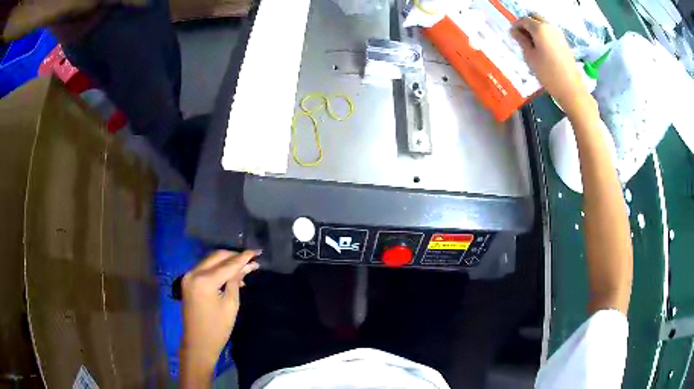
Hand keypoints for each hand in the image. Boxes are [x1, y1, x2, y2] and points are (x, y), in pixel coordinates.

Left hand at [179, 250, 259, 386]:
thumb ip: (236, 281)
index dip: (244, 257)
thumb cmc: (218, 328)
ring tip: (245, 266)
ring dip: (227, 261)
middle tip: (252, 258)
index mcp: (204, 280)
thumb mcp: (231, 304)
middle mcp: (193, 272)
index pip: (228, 264)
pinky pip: (205, 268)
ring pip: (210, 260)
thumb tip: (247, 266)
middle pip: (217, 256)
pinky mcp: (188, 281)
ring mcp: (189, 276)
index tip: (258, 251)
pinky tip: (230, 274)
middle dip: (234, 256)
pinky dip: (218, 268)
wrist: (198, 343)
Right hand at [511, 14, 588, 114]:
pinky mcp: (564, 42)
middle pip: (534, 17)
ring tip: (531, 43)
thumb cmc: (548, 73)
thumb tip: (514, 31)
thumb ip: (521, 40)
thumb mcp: (530, 57)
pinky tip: (541, 48)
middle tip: (521, 36)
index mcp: (540, 28)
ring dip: (535, 29)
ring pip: (543, 23)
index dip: (516, 25)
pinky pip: (550, 31)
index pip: (524, 20)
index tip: (512, 35)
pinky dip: (543, 34)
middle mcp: (550, 26)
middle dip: (526, 23)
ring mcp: (559, 34)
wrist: (571, 89)